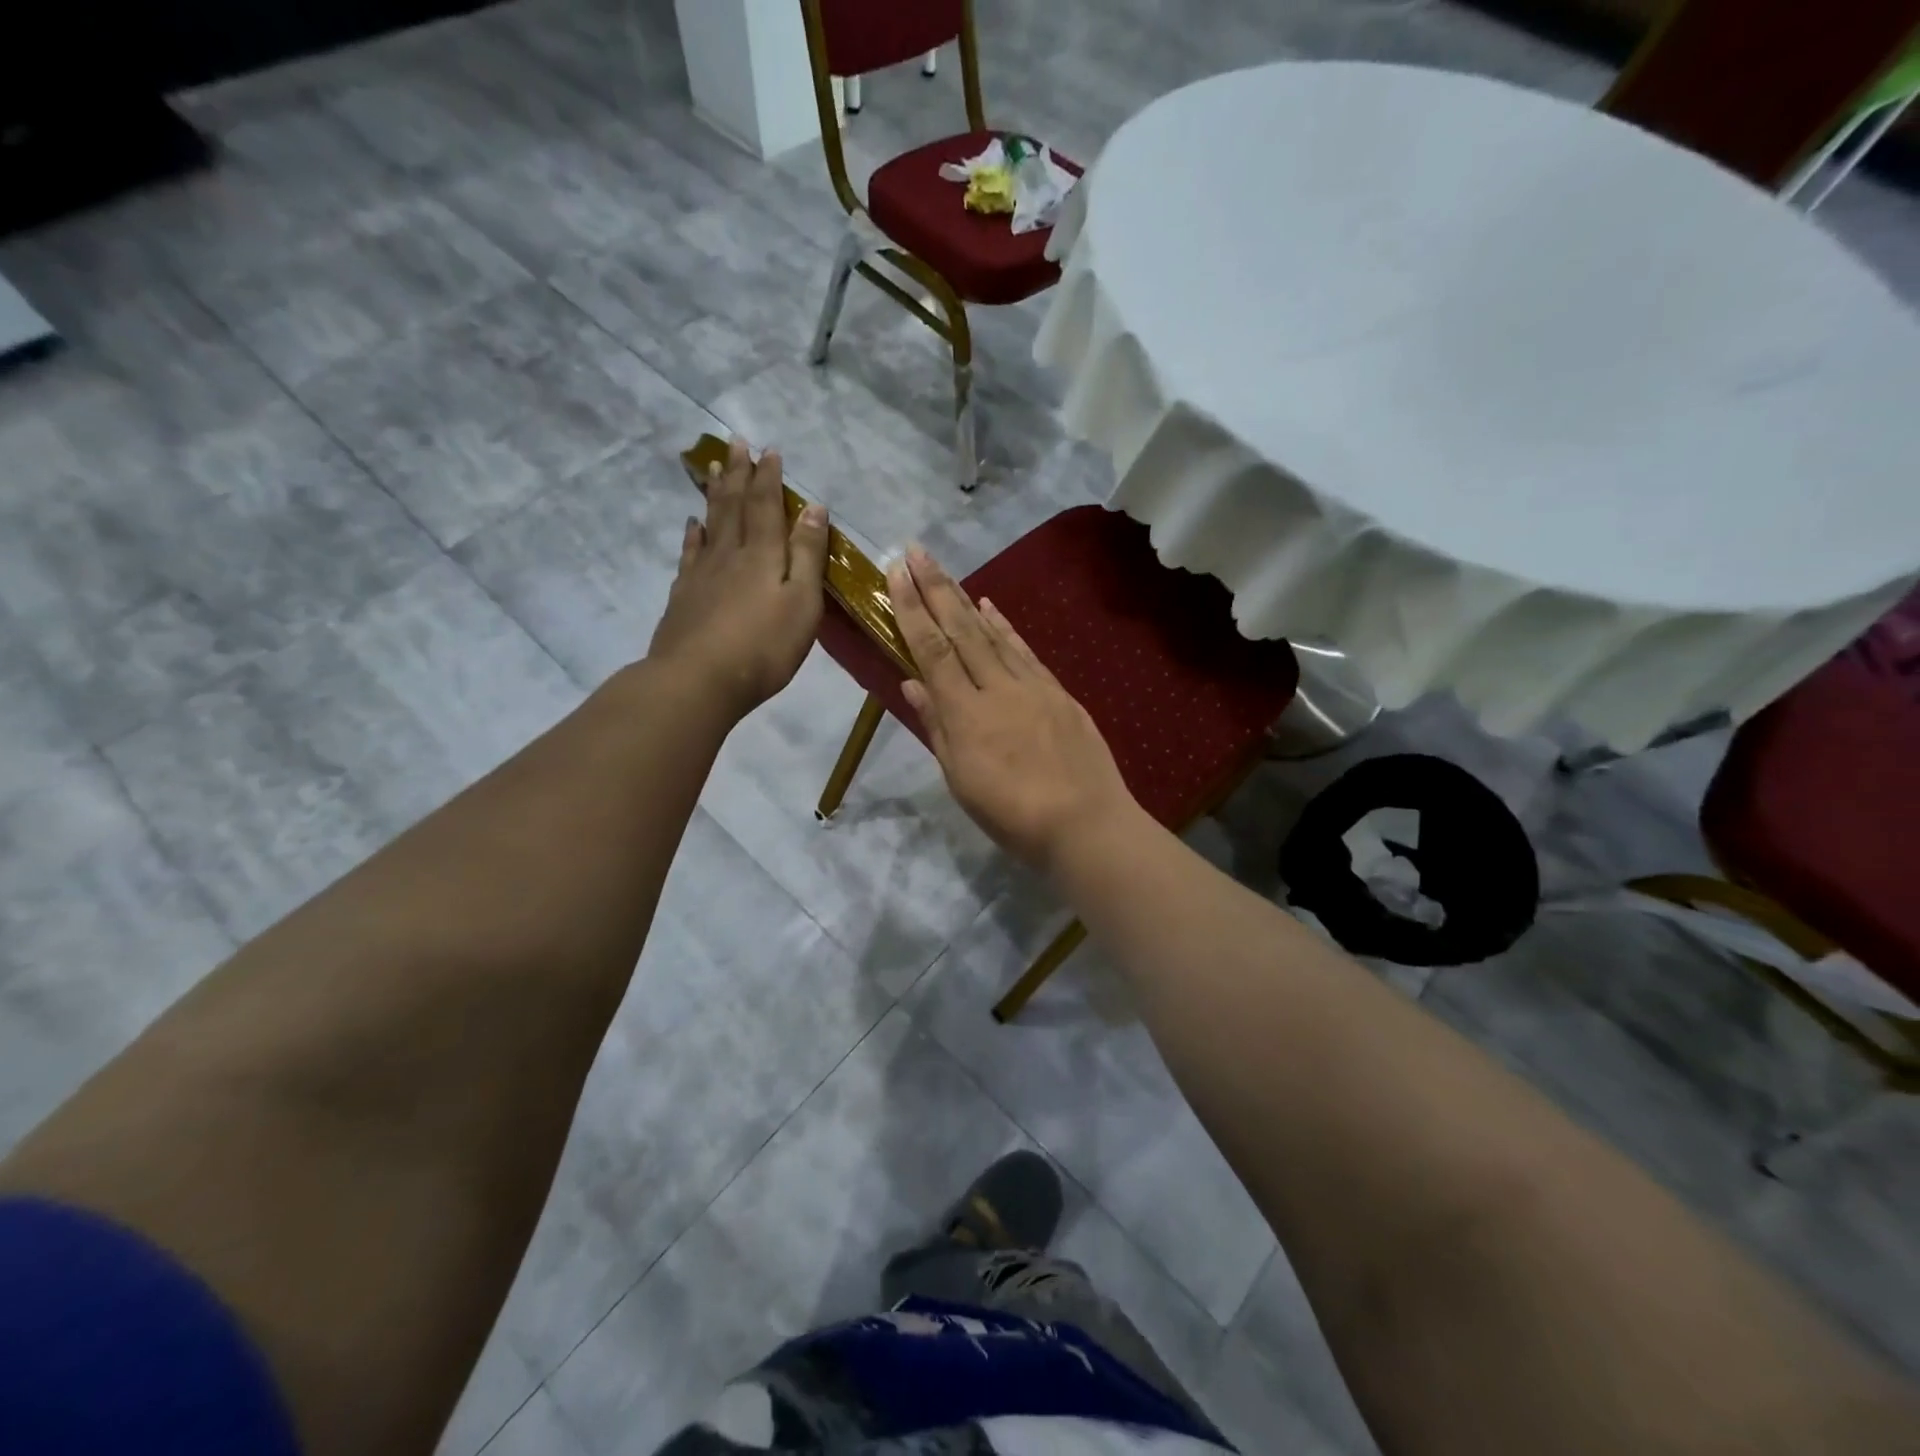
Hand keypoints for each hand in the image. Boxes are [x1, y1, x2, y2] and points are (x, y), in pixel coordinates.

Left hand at [648, 437, 827, 717]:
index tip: (768, 450)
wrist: (698, 680)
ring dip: (715, 495)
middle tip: (735, 442)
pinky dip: (693, 534)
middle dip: (739, 473)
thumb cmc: (764, 646)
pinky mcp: (684, 595)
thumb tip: (813, 509)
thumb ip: (808, 556)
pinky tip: (692, 525)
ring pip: (710, 523)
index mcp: (763, 555)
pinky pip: (690, 553)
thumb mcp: (802, 603)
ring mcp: (702, 574)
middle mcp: (730, 554)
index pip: (767, 506)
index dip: (768, 477)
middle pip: (734, 506)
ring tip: (715, 469)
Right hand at [888, 546, 1140, 872]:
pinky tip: (991, 607)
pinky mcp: (1057, 691)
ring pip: (992, 633)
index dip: (912, 610)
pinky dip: (1005, 626)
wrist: (1085, 823)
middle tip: (916, 550)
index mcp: (965, 714)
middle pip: (960, 630)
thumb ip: (937, 727)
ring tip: (945, 571)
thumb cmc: (1012, 814)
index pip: (932, 650)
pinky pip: (1024, 650)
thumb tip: (912, 683)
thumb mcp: (962, 780)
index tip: (896, 573)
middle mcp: (996, 688)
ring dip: (965, 598)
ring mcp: (1031, 686)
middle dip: (935, 588)